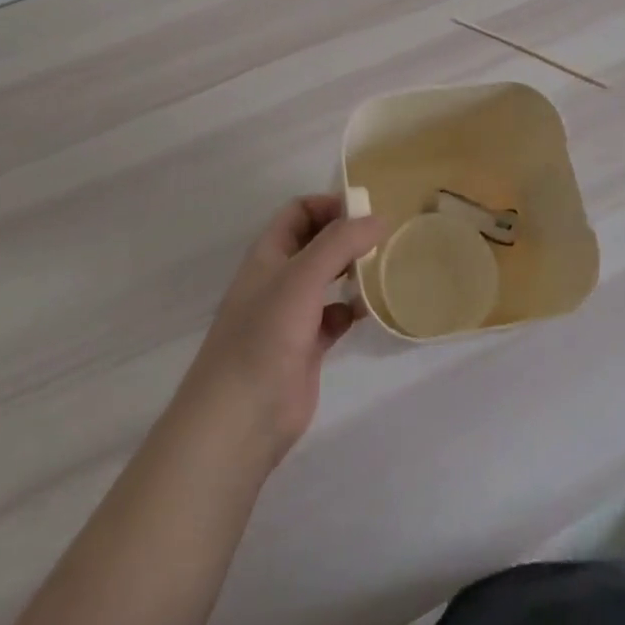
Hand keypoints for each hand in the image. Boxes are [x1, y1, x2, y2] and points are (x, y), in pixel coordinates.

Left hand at [178, 195, 387, 468]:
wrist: (240, 419)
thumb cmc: (265, 335)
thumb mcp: (302, 277)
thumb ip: (341, 242)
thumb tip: (378, 219)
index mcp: (268, 255)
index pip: (299, 212)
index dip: (329, 205)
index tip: (366, 211)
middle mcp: (278, 279)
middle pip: (315, 243)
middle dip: (346, 236)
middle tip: (383, 238)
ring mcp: (291, 315)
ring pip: (327, 279)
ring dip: (352, 271)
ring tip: (383, 268)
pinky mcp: (306, 347)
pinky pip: (334, 316)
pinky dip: (352, 309)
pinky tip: (369, 311)